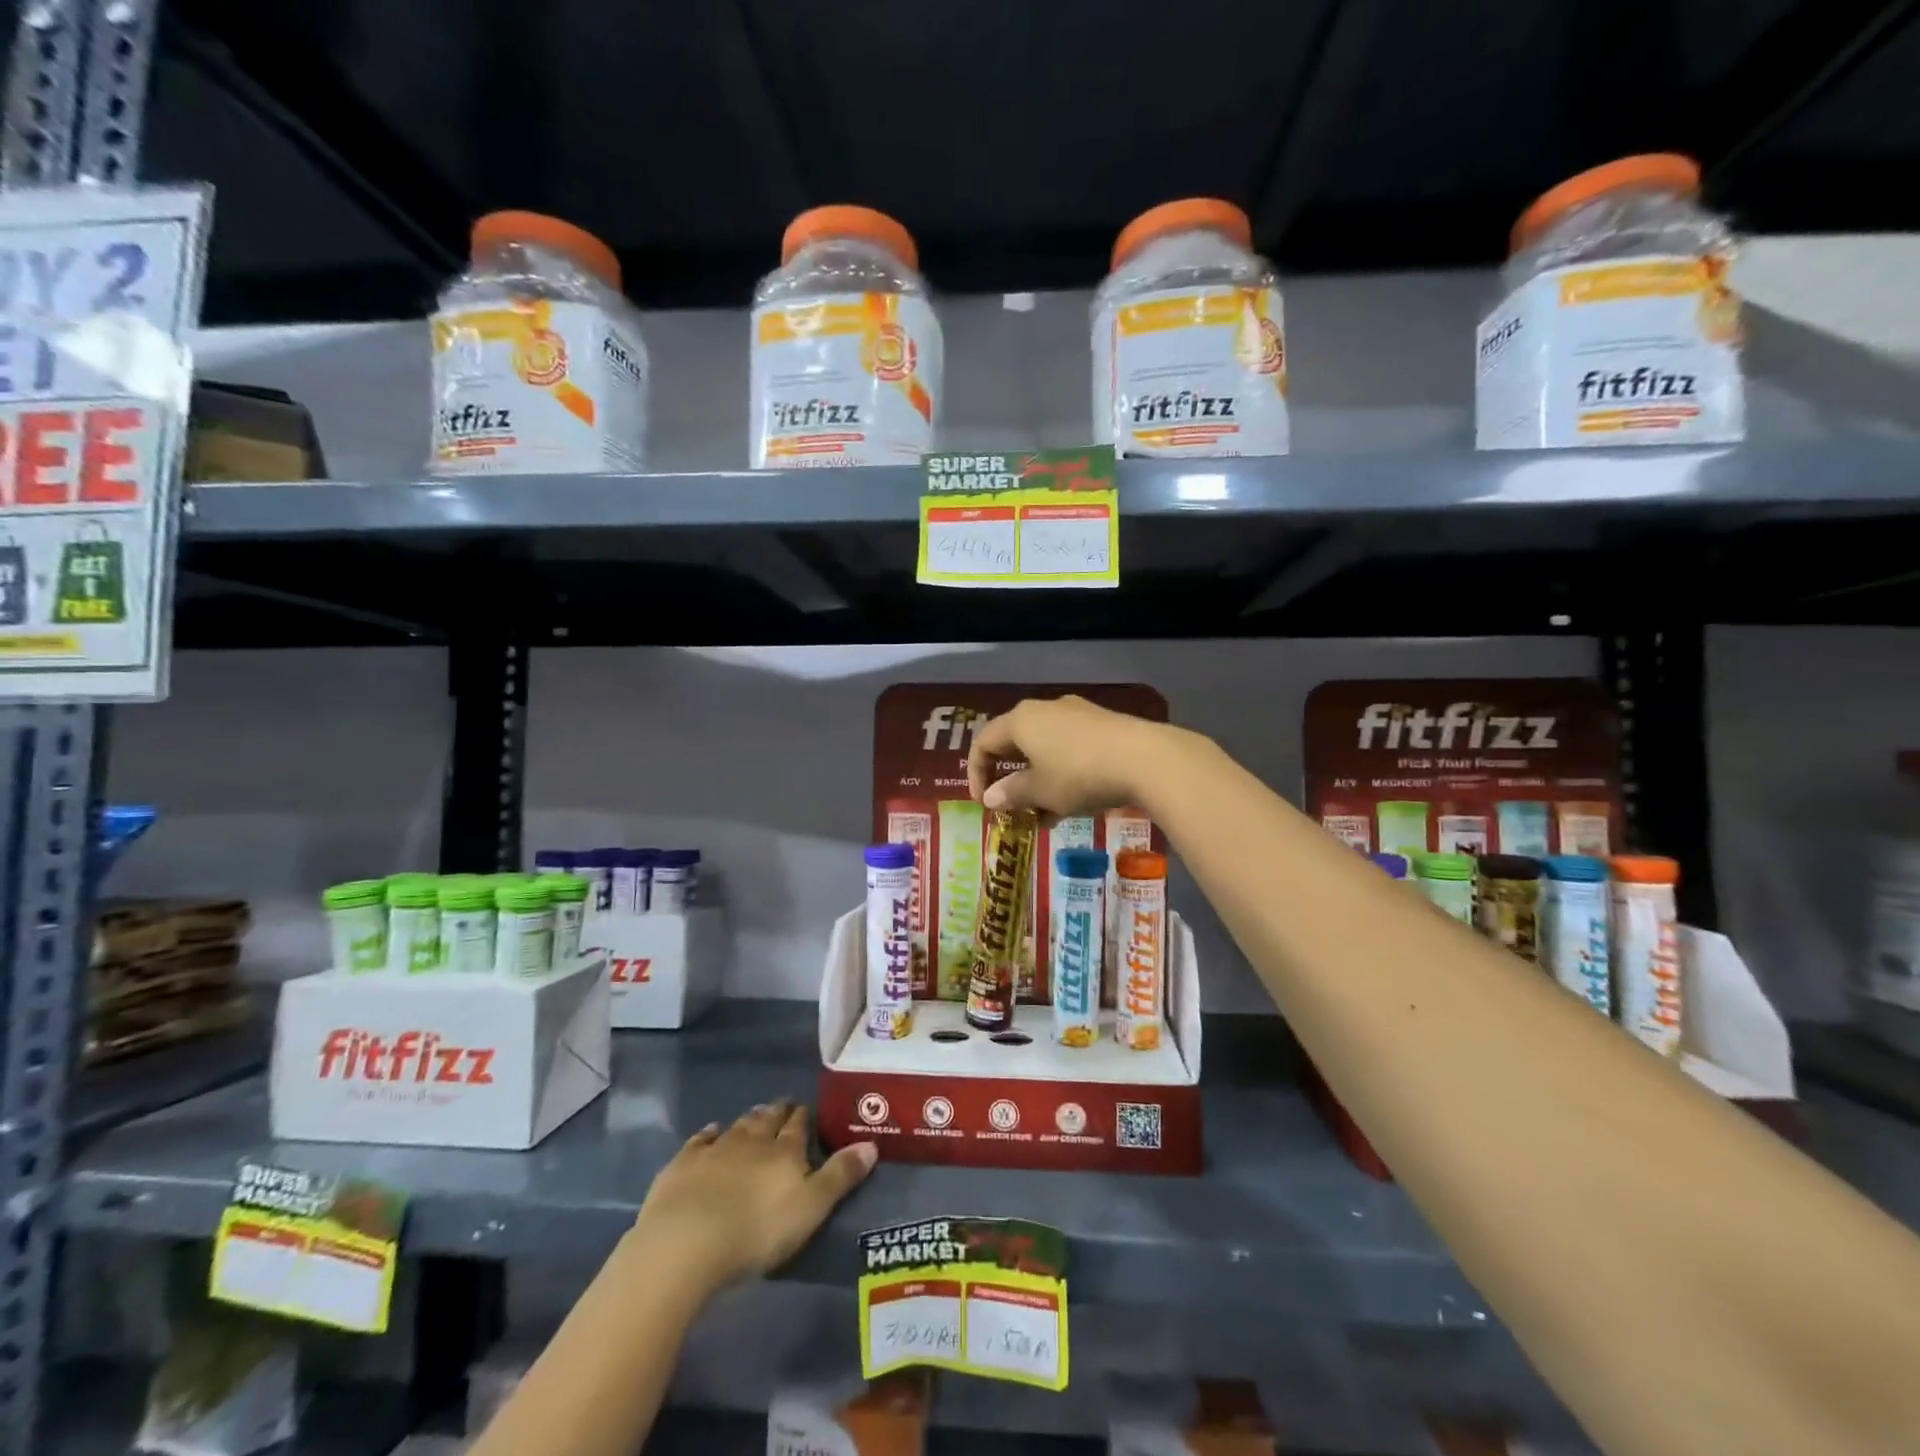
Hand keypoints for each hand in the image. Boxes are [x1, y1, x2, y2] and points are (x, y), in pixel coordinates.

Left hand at [631, 1101, 875, 1294]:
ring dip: (748, 1120)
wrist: (687, 1242)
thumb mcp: (810, 1208)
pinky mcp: (683, 1164)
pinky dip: (708, 1134)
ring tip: (755, 1115)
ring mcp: (715, 1148)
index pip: (798, 1125)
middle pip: (767, 1119)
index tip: (805, 1110)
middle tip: (783, 1106)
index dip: (803, 1117)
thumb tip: (872, 1144)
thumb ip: (840, 1176)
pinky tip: (710, 1132)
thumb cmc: (757, 1231)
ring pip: (737, 1126)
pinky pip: (700, 1140)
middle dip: (777, 1112)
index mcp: (785, 1150)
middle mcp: (752, 1140)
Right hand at [966, 695, 1165, 816]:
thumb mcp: (1041, 791)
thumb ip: (1011, 794)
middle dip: (1010, 778)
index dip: (976, 773)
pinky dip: (1062, 774)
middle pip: (1015, 742)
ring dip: (1038, 781)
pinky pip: (1069, 748)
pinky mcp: (1102, 725)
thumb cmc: (1079, 775)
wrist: (1145, 759)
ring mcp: (1076, 714)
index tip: (982, 804)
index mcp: (1021, 720)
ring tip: (1045, 815)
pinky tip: (1073, 803)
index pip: (984, 742)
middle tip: (1013, 807)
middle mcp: (1045, 709)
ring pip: (1044, 748)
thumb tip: (990, 797)